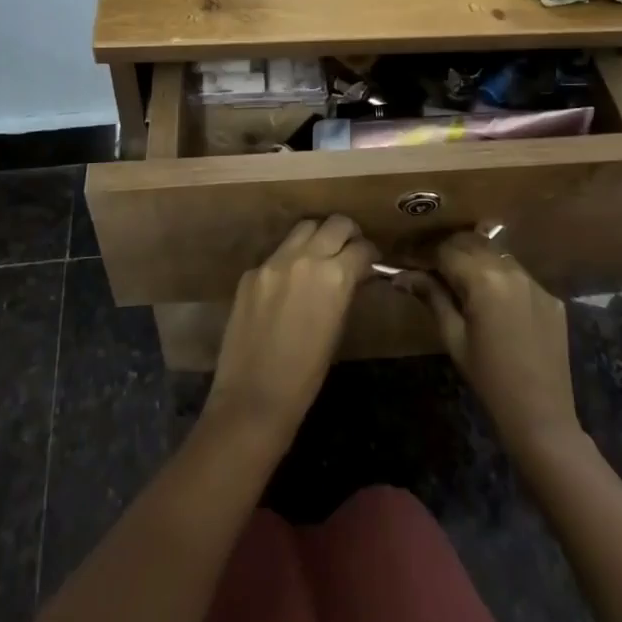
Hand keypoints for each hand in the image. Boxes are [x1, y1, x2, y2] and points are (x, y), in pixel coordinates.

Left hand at [206, 216, 375, 439]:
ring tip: (321, 254)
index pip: (361, 248)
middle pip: (335, 223)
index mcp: (334, 277)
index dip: (370, 254)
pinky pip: (277, 253)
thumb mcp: (337, 329)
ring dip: (318, 236)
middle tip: (350, 248)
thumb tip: (353, 275)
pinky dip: (290, 259)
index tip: (371, 262)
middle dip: (348, 233)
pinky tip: (289, 281)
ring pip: (304, 228)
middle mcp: (305, 258)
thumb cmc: (306, 376)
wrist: (253, 398)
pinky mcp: (251, 272)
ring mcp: (274, 261)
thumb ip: (345, 292)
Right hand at [401, 233, 579, 455]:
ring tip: (460, 278)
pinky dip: (500, 278)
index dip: (426, 253)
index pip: (447, 249)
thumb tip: (402, 275)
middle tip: (431, 265)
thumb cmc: (489, 380)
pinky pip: (519, 275)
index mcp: (483, 280)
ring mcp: (535, 282)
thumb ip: (432, 297)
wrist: (541, 417)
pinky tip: (493, 299)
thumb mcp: (453, 338)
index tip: (411, 260)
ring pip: (497, 254)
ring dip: (476, 258)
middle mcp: (511, 270)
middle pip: (473, 243)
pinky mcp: (551, 297)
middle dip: (450, 249)